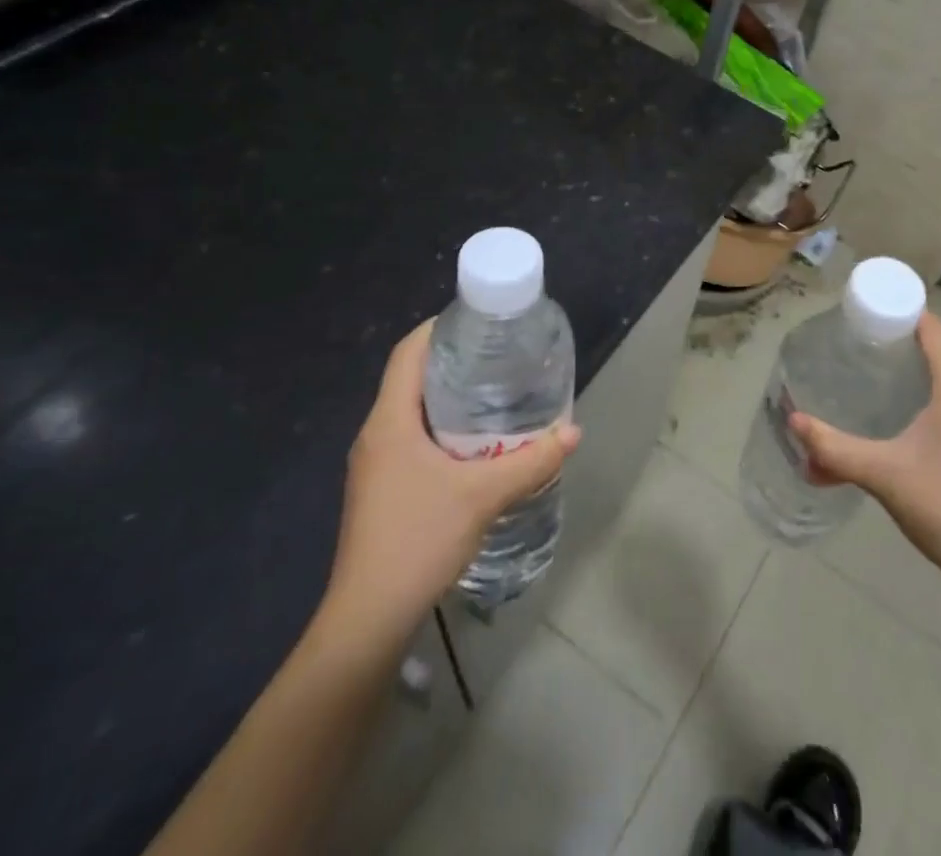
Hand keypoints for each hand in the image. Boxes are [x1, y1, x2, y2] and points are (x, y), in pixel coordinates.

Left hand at [317, 320, 580, 639]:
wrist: (367, 620)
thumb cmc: (418, 540)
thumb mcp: (483, 496)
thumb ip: (531, 462)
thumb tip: (573, 432)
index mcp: (389, 421)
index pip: (407, 353)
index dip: (438, 328)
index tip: (478, 321)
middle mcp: (376, 435)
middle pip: (411, 379)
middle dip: (453, 363)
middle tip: (499, 356)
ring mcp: (375, 465)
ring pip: (412, 412)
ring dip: (449, 399)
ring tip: (495, 394)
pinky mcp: (381, 490)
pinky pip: (412, 440)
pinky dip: (442, 430)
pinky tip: (475, 446)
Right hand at [790, 310, 940, 599]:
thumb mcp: (882, 473)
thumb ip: (834, 449)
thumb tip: (793, 422)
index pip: (933, 331)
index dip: (902, 314)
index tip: (867, 314)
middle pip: (939, 355)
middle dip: (900, 348)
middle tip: (858, 350)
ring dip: (914, 380)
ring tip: (873, 384)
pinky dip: (929, 405)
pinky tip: (903, 428)